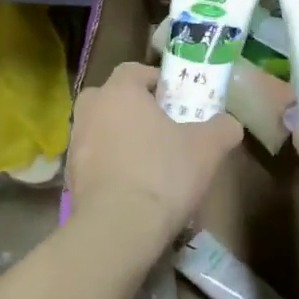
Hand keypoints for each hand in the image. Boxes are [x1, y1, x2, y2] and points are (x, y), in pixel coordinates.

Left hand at [67, 62, 242, 244]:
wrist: (118, 229)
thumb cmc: (163, 173)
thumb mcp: (208, 148)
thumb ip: (222, 127)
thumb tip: (229, 124)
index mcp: (119, 92)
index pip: (134, 69)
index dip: (156, 80)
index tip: (176, 98)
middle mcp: (91, 110)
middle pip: (110, 97)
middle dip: (132, 106)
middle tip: (159, 125)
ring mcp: (75, 144)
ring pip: (100, 128)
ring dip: (119, 136)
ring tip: (148, 158)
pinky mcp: (70, 178)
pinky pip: (94, 159)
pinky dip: (110, 165)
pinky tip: (132, 184)